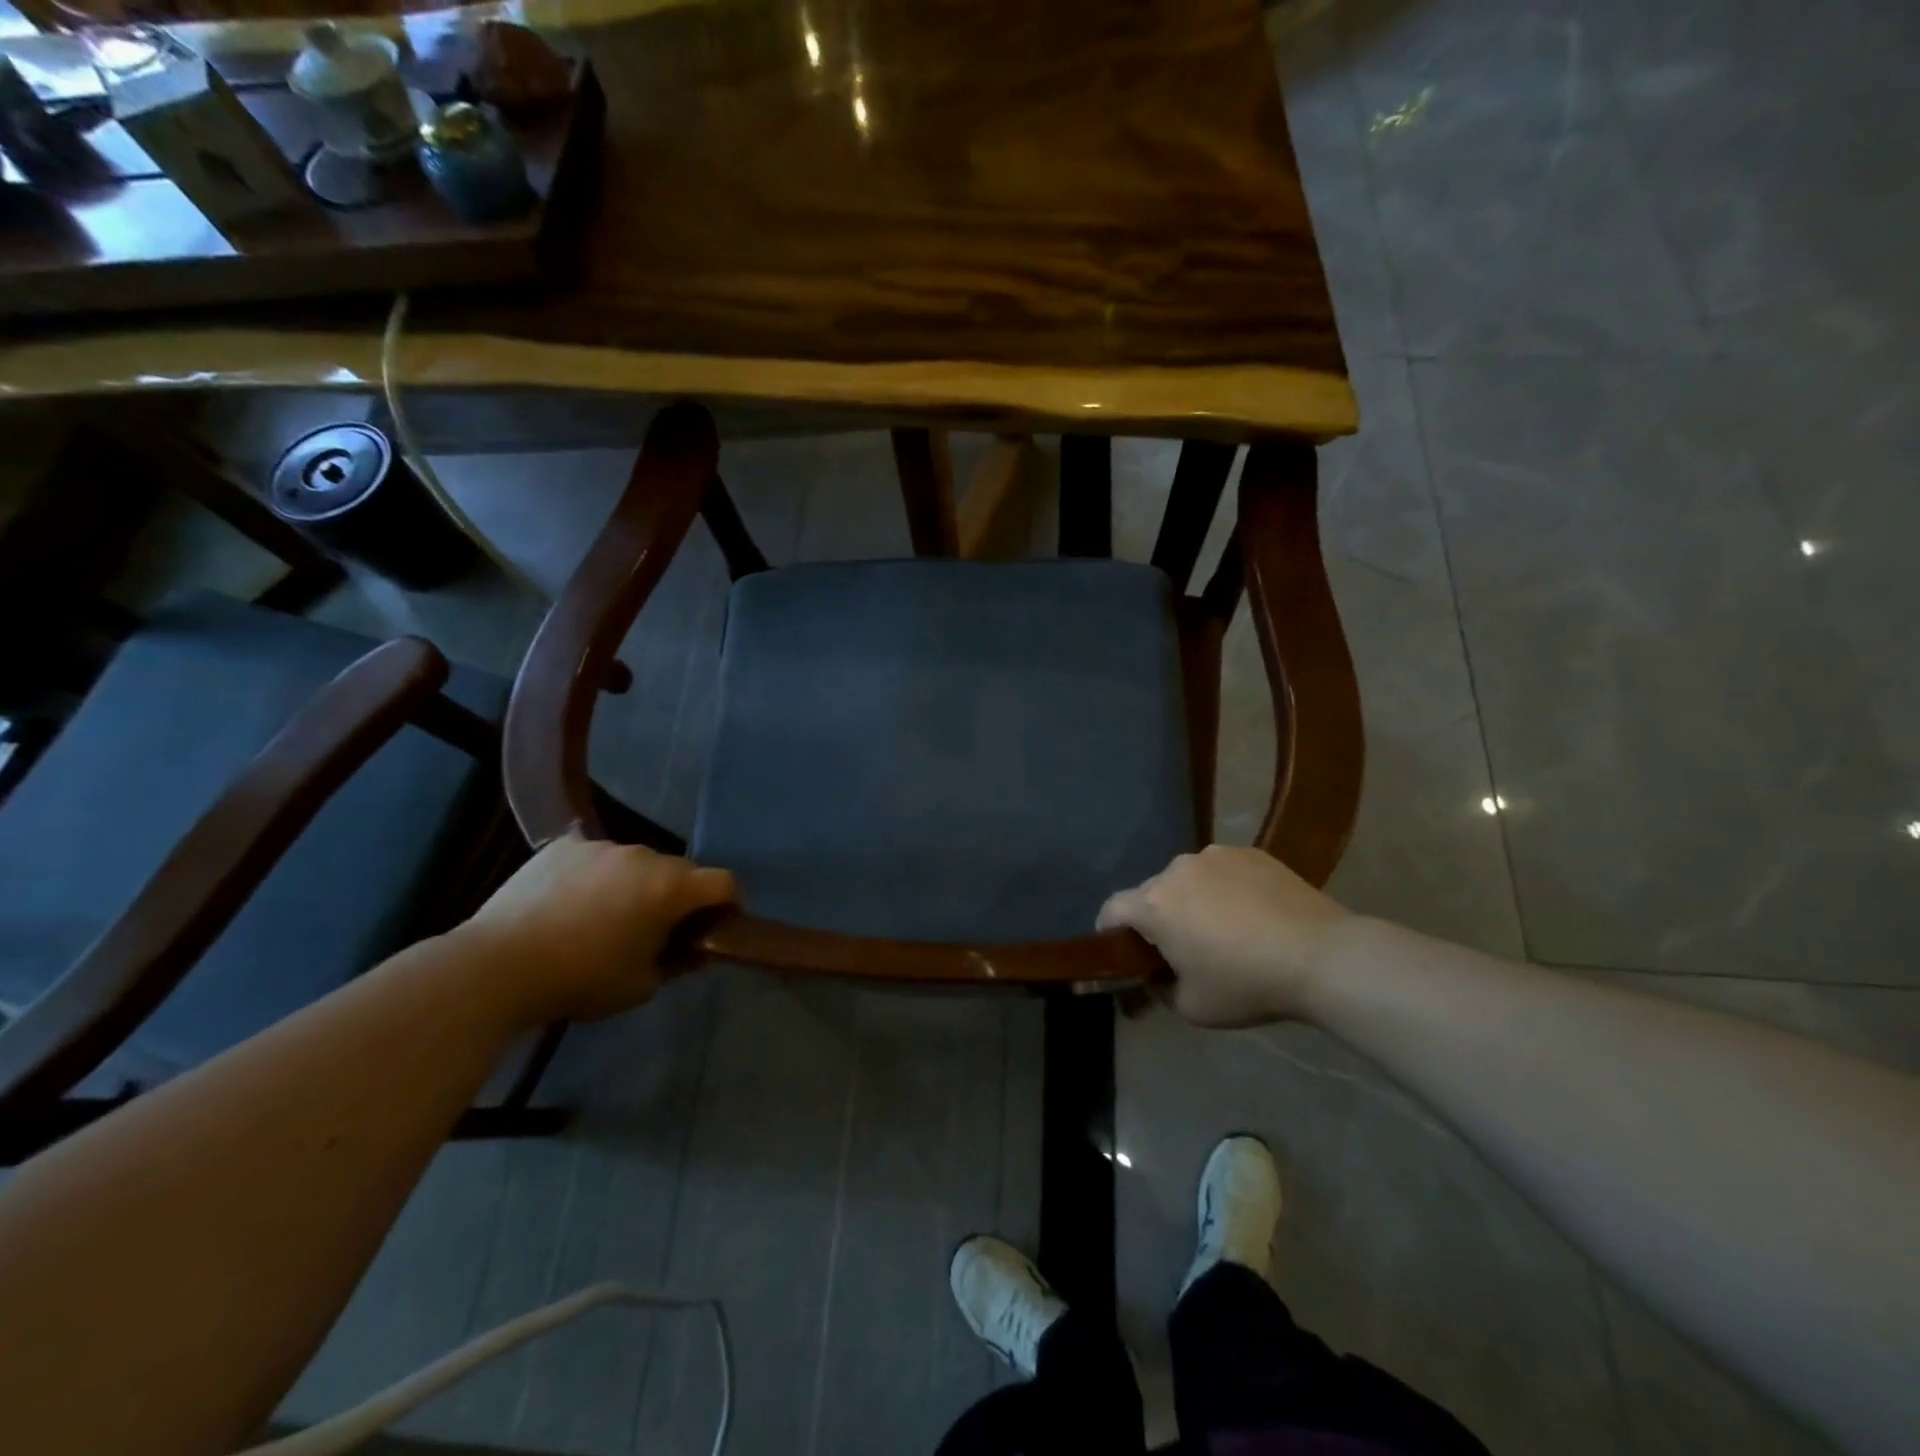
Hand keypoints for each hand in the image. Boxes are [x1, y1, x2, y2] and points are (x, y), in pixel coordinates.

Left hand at [456, 833, 736, 1023]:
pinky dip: (595, 874)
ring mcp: (601, 846)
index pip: (723, 882)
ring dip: (636, 883)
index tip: (720, 924)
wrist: (497, 966)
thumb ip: (675, 963)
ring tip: (606, 915)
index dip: (730, 903)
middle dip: (679, 896)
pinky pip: (594, 856)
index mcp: (670, 888)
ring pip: (636, 862)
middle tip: (660, 927)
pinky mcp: (562, 846)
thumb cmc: (581, 979)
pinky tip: (572, 900)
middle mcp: (644, 856)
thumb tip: (690, 951)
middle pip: (680, 870)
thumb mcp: (641, 985)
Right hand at [1097, 845, 1350, 1026]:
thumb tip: (1156, 978)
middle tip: (1183, 948)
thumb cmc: (1246, 984)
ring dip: (1192, 900)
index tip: (1124, 952)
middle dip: (1158, 918)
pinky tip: (1253, 913)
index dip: (1110, 932)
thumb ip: (1160, 990)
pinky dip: (1226, 888)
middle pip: (1152, 893)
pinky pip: (1222, 871)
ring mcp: (1215, 855)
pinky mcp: (1250, 852)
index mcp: (1154, 904)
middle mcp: (1176, 869)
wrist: (1321, 956)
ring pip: (1188, 879)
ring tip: (1224, 928)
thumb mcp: (1192, 1007)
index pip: (1111, 910)